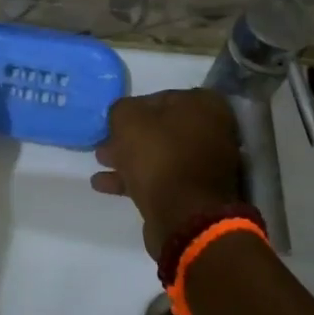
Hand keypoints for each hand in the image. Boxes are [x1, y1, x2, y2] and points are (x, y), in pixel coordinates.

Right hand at [91, 89, 242, 257]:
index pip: (161, 97)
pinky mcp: (196, 193)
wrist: (184, 217)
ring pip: (160, 155)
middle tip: (105, 142)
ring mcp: (207, 165)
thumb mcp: (129, 119)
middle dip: (131, 136)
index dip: (134, 107)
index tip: (114, 120)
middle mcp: (213, 131)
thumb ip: (122, 109)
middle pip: (162, 129)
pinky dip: (136, 179)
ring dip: (130, 158)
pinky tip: (105, 185)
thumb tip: (124, 115)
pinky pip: (162, 179)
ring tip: (100, 162)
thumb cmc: (159, 156)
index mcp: (205, 106)